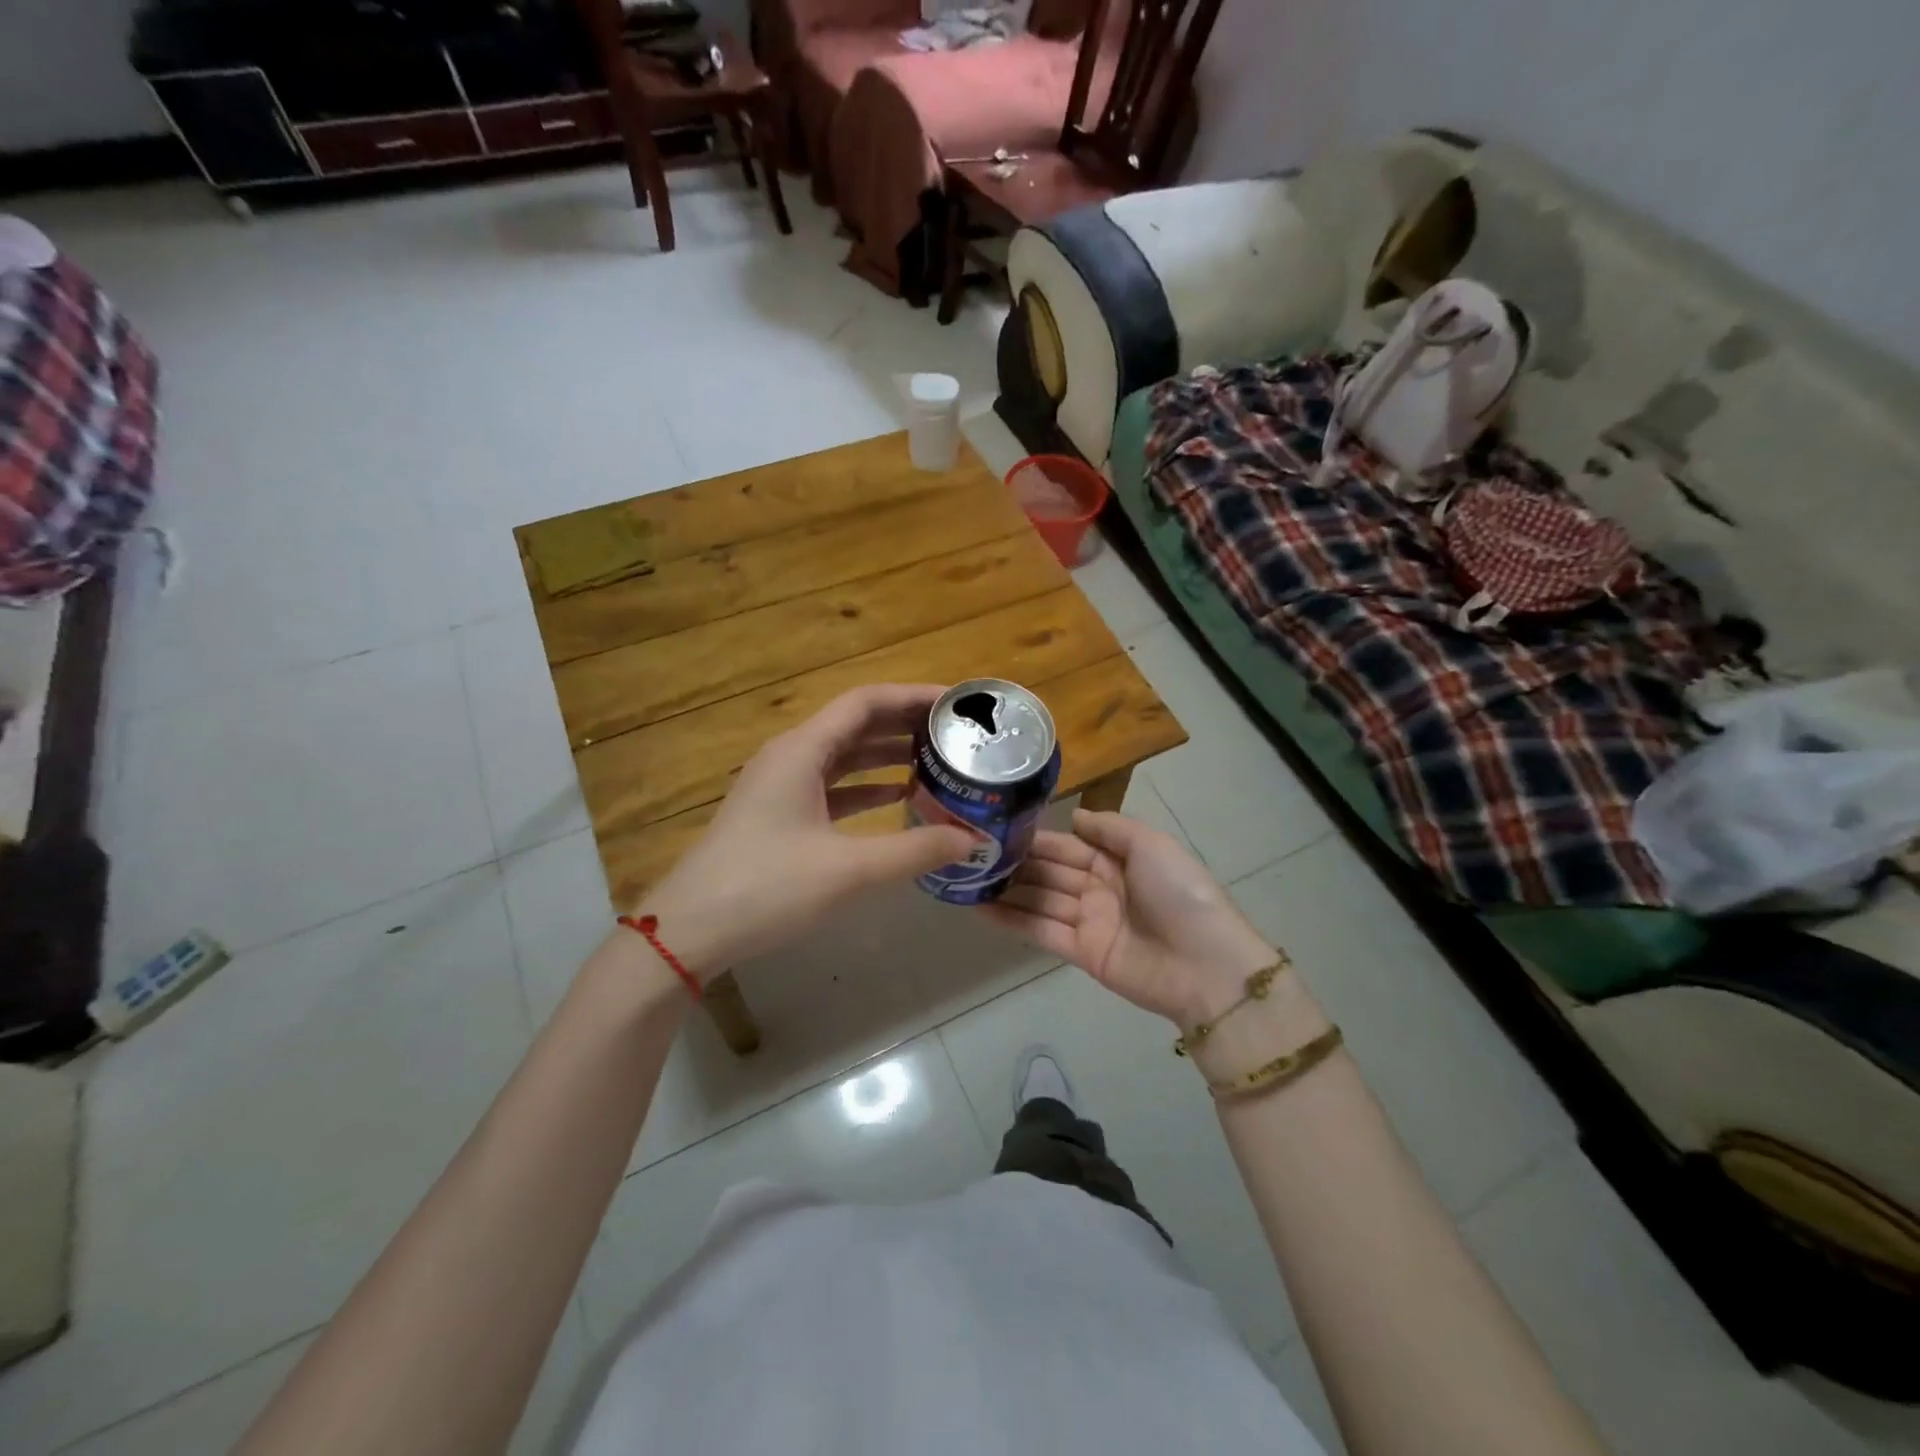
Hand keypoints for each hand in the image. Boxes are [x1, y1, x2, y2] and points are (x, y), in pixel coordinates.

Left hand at [636, 684, 974, 980]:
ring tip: (938, 761)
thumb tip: (974, 840)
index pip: (866, 702)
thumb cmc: (768, 888)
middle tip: (957, 733)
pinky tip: (899, 799)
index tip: (957, 707)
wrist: (690, 931)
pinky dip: (867, 787)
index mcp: (802, 750)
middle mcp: (791, 756)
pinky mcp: (779, 815)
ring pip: (844, 756)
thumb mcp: (850, 870)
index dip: (914, 697)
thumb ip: (916, 851)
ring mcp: (781, 786)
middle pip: (856, 723)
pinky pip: (832, 786)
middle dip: (906, 724)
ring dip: (888, 755)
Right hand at [982, 810, 1279, 1025]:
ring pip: (1039, 900)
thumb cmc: (1179, 894)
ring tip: (966, 877)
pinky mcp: (1080, 952)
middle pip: (1049, 872)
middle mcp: (1098, 887)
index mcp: (1117, 860)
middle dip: (1016, 863)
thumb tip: (1074, 816)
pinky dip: (1010, 920)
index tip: (998, 828)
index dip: (1036, 838)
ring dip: (1006, 890)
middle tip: (971, 852)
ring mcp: (1088, 921)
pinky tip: (978, 908)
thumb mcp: (1151, 845)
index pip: (1068, 845)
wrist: (1205, 965)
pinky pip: (1040, 931)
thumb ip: (1110, 828)